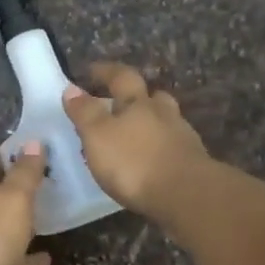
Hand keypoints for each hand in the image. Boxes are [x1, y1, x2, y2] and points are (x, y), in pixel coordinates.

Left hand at [0, 144, 53, 264]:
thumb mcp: (12, 197)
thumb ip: (25, 173)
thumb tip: (33, 141)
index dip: (5, 153)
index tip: (31, 148)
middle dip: (15, 189)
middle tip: (47, 182)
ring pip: (2, 230)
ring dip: (21, 225)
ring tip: (51, 216)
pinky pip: (12, 264)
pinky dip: (28, 261)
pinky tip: (47, 258)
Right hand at [63, 61, 211, 221]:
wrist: (185, 194)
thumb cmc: (134, 162)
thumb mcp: (98, 136)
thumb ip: (85, 113)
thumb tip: (72, 89)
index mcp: (138, 103)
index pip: (121, 78)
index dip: (105, 72)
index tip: (92, 70)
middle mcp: (163, 114)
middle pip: (152, 97)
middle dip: (137, 96)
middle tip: (122, 103)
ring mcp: (182, 137)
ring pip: (166, 121)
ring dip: (152, 124)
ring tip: (136, 136)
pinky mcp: (193, 162)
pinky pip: (173, 146)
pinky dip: (161, 148)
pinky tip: (153, 161)